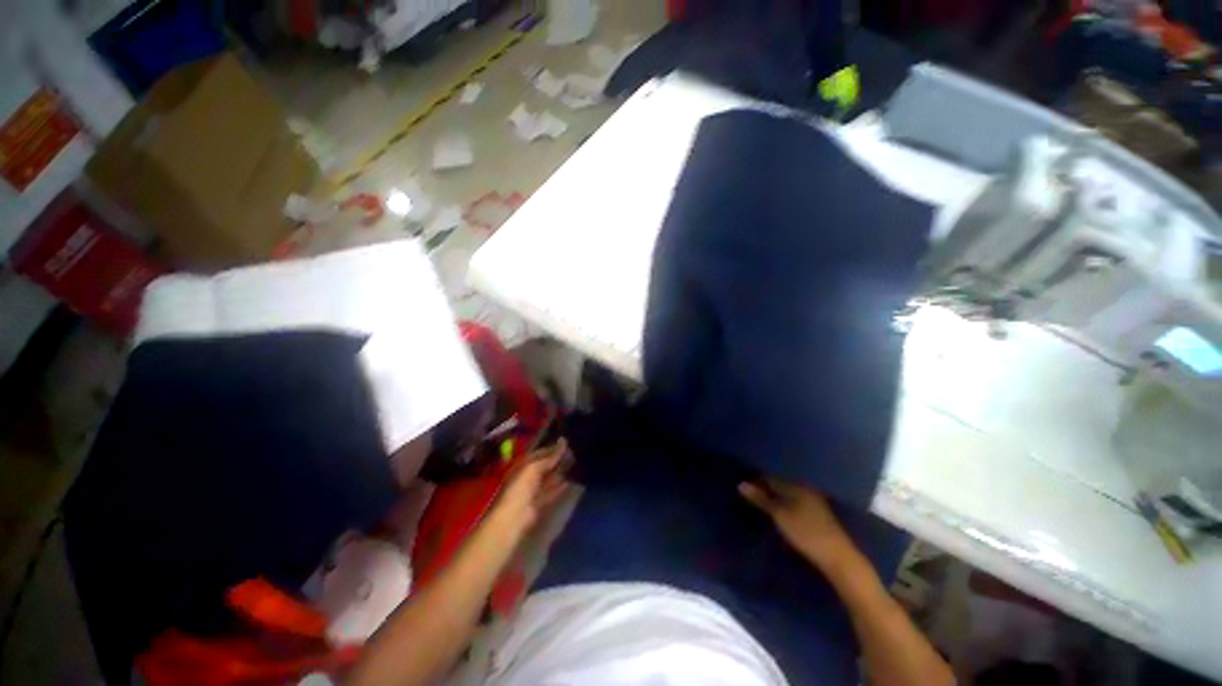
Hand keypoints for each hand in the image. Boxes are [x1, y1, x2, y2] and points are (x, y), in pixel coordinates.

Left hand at [487, 440, 571, 539]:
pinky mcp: (539, 503)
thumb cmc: (521, 487)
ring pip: (548, 478)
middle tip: (574, 453)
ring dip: (560, 472)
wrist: (513, 517)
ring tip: (576, 465)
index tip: (567, 443)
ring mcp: (533, 490)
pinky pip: (551, 492)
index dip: (552, 448)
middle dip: (557, 460)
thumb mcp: (535, 467)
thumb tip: (563, 440)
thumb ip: (550, 456)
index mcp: (522, 465)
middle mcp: (527, 476)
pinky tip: (570, 482)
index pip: (539, 453)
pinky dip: (560, 487)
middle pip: (544, 466)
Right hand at [739, 477, 857, 571]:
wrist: (837, 556)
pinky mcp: (815, 512)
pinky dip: (784, 501)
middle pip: (780, 482)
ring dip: (774, 494)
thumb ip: (760, 499)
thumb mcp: (779, 515)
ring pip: (787, 491)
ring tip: (759, 498)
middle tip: (748, 490)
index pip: (771, 475)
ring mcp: (812, 499)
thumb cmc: (805, 532)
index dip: (757, 478)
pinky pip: (794, 499)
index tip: (743, 481)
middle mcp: (804, 487)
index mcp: (795, 484)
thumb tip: (741, 484)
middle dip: (765, 485)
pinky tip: (776, 508)